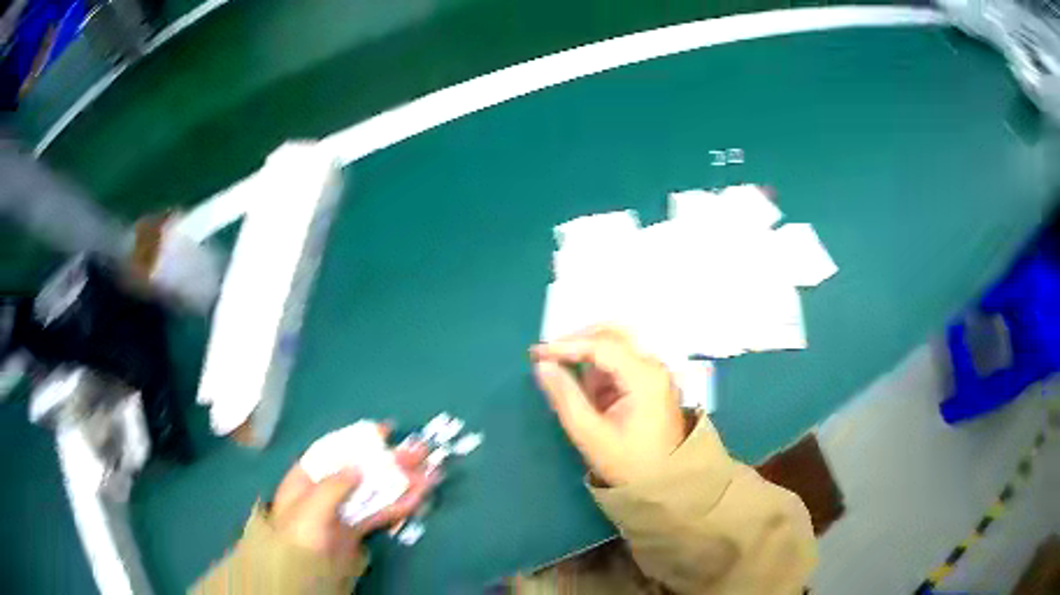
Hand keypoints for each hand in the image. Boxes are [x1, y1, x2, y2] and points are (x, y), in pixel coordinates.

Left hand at [269, 434, 431, 563]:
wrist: (306, 578)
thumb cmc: (299, 538)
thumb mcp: (309, 509)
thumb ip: (332, 487)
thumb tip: (358, 467)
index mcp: (306, 479)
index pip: (333, 451)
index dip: (359, 440)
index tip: (386, 431)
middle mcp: (326, 491)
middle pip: (361, 470)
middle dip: (390, 461)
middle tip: (420, 452)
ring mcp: (344, 511)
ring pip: (375, 491)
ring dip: (402, 482)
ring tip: (430, 474)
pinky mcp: (358, 530)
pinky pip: (380, 513)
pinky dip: (400, 505)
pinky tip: (419, 497)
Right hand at [530, 326, 686, 485]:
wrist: (664, 484)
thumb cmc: (627, 463)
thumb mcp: (590, 434)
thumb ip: (565, 396)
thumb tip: (542, 366)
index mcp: (644, 377)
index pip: (601, 345)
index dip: (565, 345)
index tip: (535, 355)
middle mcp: (653, 366)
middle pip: (613, 335)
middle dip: (577, 342)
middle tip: (548, 357)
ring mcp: (654, 373)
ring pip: (617, 346)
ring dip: (588, 356)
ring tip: (565, 377)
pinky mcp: (650, 383)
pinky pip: (621, 363)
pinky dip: (599, 370)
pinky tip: (587, 391)